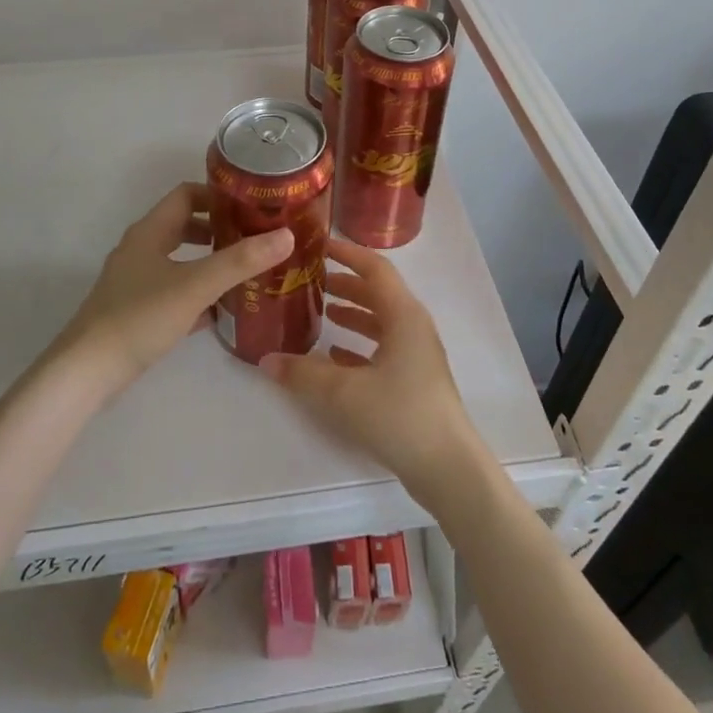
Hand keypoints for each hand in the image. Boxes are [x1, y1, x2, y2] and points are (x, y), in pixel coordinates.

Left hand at [54, 182, 294, 391]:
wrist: (87, 371)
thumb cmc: (140, 317)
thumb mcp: (195, 285)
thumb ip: (240, 261)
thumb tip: (286, 235)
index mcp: (149, 232)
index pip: (186, 194)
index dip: (218, 195)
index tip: (251, 205)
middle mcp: (140, 249)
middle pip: (183, 225)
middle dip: (218, 228)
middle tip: (254, 238)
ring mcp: (135, 281)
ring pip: (178, 259)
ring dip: (208, 260)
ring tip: (243, 271)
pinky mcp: (135, 310)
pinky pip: (173, 289)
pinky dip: (196, 291)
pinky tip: (220, 309)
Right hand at [258, 236, 486, 506]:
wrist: (448, 467)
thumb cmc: (400, 415)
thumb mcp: (343, 393)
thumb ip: (302, 374)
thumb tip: (265, 360)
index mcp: (404, 315)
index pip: (374, 268)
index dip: (347, 253)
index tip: (319, 246)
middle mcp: (414, 327)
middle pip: (379, 293)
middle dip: (346, 283)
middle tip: (312, 281)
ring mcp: (418, 354)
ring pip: (382, 321)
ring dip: (354, 313)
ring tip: (323, 313)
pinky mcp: (416, 379)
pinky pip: (385, 348)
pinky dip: (361, 344)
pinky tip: (335, 357)